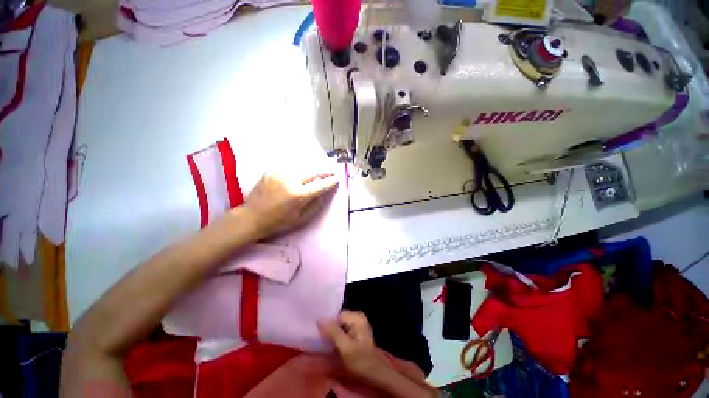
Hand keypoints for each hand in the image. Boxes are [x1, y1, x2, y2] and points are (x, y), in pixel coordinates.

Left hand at [240, 171, 337, 240]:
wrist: (252, 217)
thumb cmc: (279, 222)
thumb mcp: (302, 218)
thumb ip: (317, 204)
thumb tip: (327, 192)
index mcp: (298, 195)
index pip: (320, 185)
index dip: (330, 182)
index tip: (337, 179)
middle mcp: (290, 180)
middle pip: (313, 172)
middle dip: (324, 172)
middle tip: (331, 172)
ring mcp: (279, 173)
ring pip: (302, 168)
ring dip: (311, 171)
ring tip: (317, 174)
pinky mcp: (271, 170)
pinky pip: (290, 169)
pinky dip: (298, 172)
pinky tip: (299, 176)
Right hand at [317, 311, 385, 379]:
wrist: (374, 374)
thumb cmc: (361, 361)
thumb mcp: (345, 347)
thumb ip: (333, 332)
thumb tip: (319, 319)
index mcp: (357, 316)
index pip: (336, 314)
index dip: (327, 324)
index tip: (319, 334)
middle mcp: (357, 316)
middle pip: (337, 319)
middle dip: (329, 329)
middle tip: (321, 341)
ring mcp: (356, 324)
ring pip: (338, 325)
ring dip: (332, 334)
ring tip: (325, 344)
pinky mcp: (355, 332)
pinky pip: (341, 330)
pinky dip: (336, 337)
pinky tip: (332, 345)